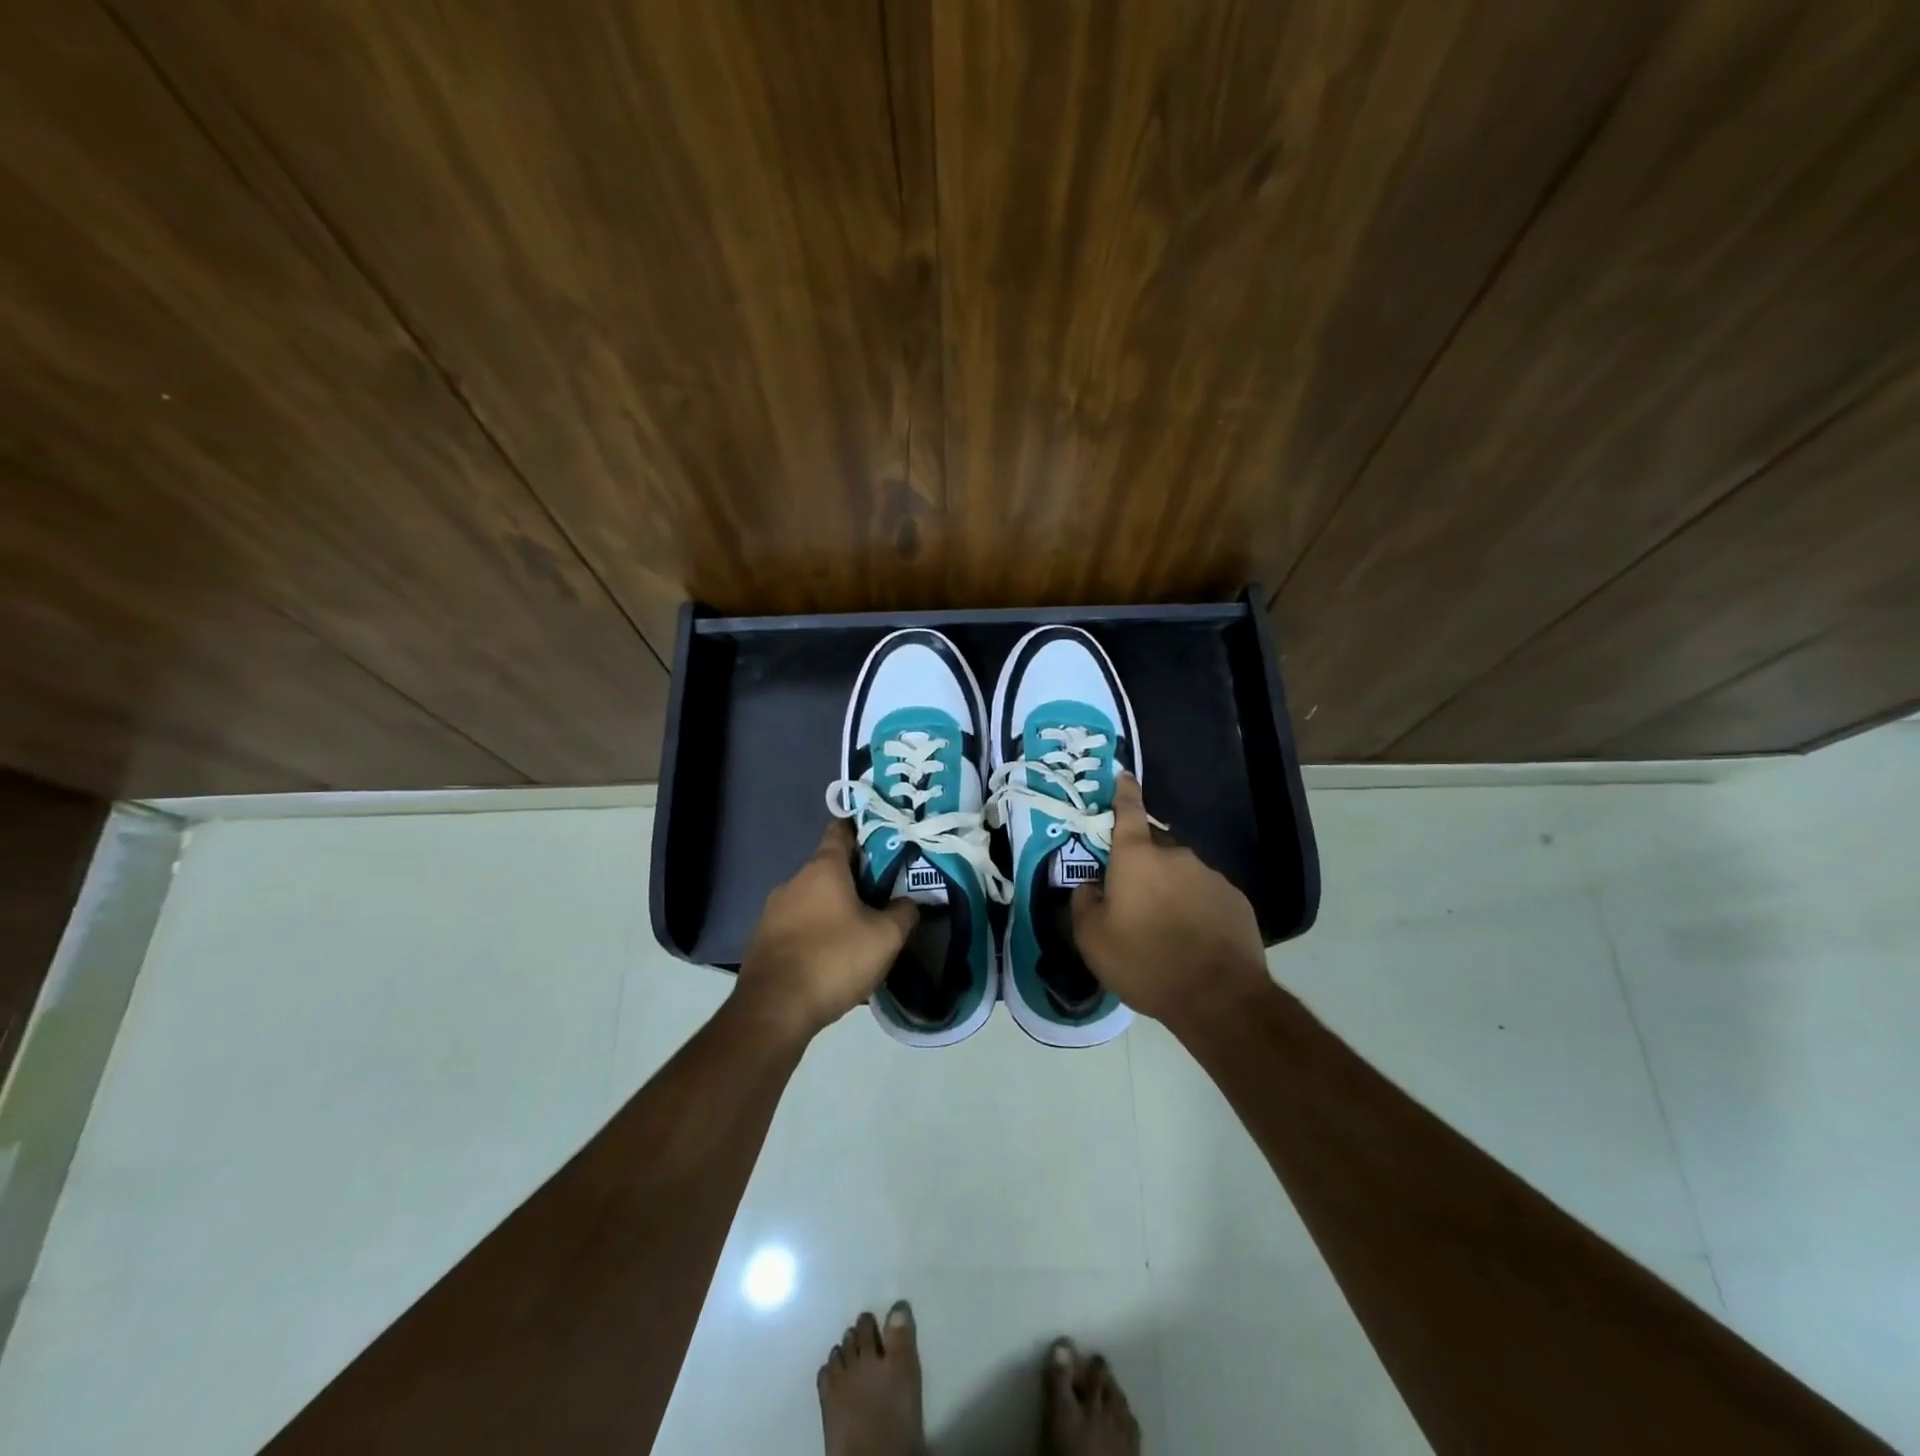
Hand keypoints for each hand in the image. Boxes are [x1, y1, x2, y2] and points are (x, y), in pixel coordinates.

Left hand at [737, 820, 917, 1037]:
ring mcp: (773, 911)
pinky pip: (798, 926)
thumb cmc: (834, 960)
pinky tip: (833, 957)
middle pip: (829, 868)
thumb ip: (904, 912)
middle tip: (884, 893)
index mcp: (823, 868)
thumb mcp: (886, 937)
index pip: (841, 830)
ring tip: (861, 930)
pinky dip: (817, 932)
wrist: (774, 1010)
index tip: (885, 838)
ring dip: (835, 908)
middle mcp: (794, 881)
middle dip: (855, 878)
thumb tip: (910, 902)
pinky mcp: (763, 940)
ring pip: (813, 899)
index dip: (863, 829)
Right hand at [1070, 773, 1268, 1026]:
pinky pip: (1205, 894)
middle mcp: (1176, 855)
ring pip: (1180, 872)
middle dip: (1141, 863)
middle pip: (1153, 847)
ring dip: (1169, 888)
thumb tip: (1090, 885)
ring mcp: (1210, 876)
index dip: (1123, 791)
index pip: (1128, 810)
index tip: (1123, 774)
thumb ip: (1083, 902)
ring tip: (1163, 926)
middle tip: (1130, 896)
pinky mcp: (1235, 900)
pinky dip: (1194, 907)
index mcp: (1137, 856)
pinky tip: (1192, 938)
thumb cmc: (1144, 961)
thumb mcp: (1092, 938)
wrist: (1218, 997)